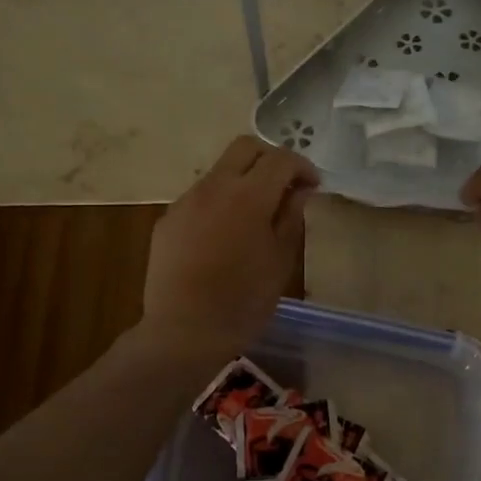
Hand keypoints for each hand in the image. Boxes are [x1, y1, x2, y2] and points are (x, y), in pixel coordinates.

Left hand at [141, 136, 318, 360]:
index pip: (280, 158)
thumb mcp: (280, 261)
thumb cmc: (243, 302)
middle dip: (270, 159)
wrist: (183, 333)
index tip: (313, 186)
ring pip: (220, 171)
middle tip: (285, 186)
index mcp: (248, 196)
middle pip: (245, 147)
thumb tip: (298, 190)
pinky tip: (224, 236)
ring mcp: (185, 201)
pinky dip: (219, 203)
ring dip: (242, 180)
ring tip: (255, 215)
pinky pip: (199, 197)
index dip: (302, 166)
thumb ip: (290, 217)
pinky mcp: (167, 220)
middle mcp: (214, 187)